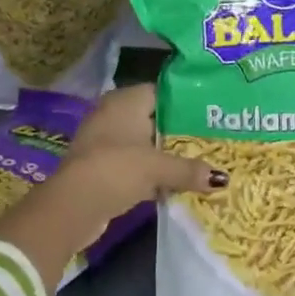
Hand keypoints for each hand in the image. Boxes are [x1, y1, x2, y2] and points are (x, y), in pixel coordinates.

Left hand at [0, 83, 225, 293]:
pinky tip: (170, 183)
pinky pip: (132, 162)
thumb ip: (189, 170)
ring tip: (196, 162)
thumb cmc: (117, 168)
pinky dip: (148, 171)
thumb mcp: (158, 167)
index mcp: (126, 99)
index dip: (186, 101)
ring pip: (142, 142)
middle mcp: (113, 112)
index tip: (210, 113)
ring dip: (162, 154)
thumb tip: (222, 178)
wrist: (72, 205)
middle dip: (177, 131)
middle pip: (153, 117)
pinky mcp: (99, 165)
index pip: (162, 91)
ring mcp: (103, 139)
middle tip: (209, 139)